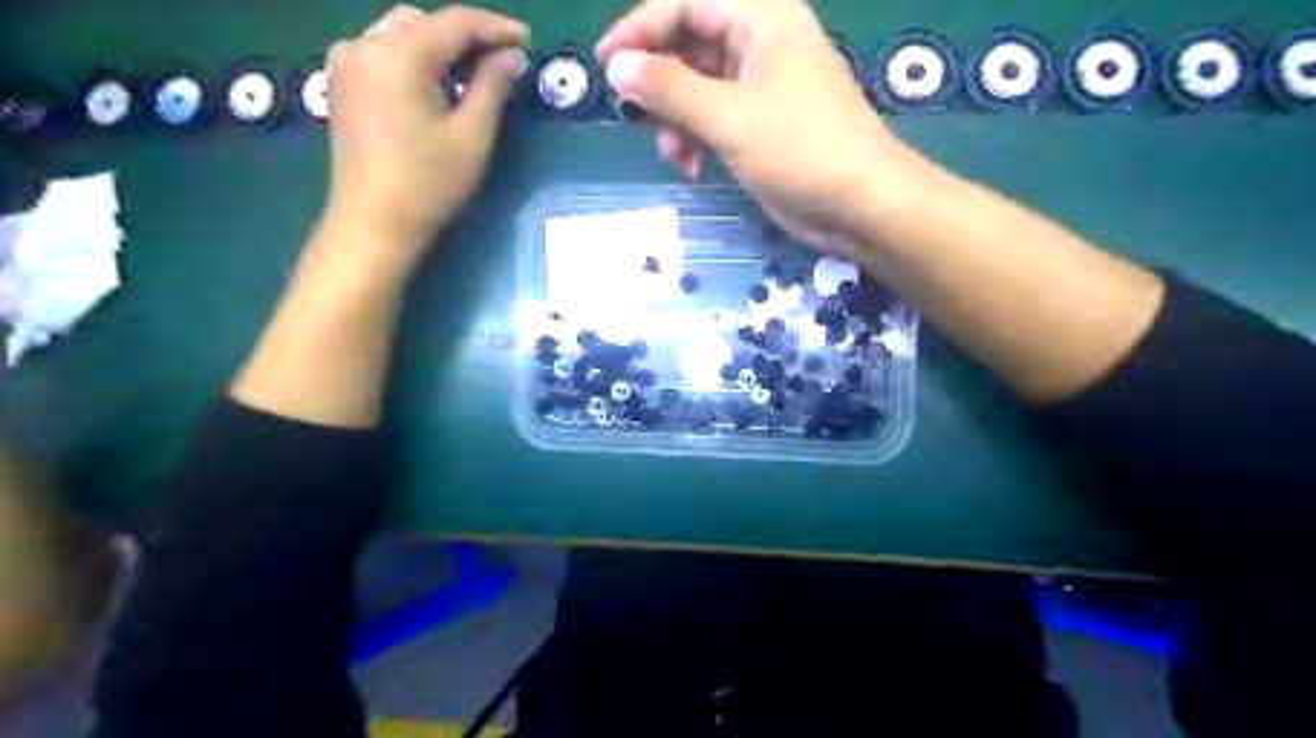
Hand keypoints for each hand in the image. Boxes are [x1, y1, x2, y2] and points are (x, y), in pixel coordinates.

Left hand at [320, 2, 531, 278]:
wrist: (374, 223)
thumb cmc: (428, 184)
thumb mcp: (471, 136)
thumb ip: (492, 87)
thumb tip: (512, 56)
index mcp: (398, 54)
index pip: (455, 23)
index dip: (496, 28)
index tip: (528, 40)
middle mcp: (365, 45)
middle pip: (424, 23)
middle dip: (465, 37)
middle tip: (502, 63)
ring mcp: (347, 62)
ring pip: (401, 34)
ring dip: (440, 47)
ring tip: (473, 77)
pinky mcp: (342, 82)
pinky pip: (384, 52)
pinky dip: (415, 59)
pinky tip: (437, 87)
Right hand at [597, 0, 921, 254]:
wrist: (860, 206)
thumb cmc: (801, 150)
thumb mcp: (729, 117)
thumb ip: (670, 89)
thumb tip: (618, 67)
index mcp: (761, 20)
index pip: (686, 5)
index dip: (640, 30)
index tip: (605, 66)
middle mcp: (760, 46)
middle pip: (689, 49)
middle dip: (661, 88)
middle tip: (640, 122)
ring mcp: (761, 90)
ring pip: (697, 90)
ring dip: (676, 123)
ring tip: (676, 157)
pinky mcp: (760, 128)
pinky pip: (712, 121)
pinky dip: (696, 141)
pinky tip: (694, 169)